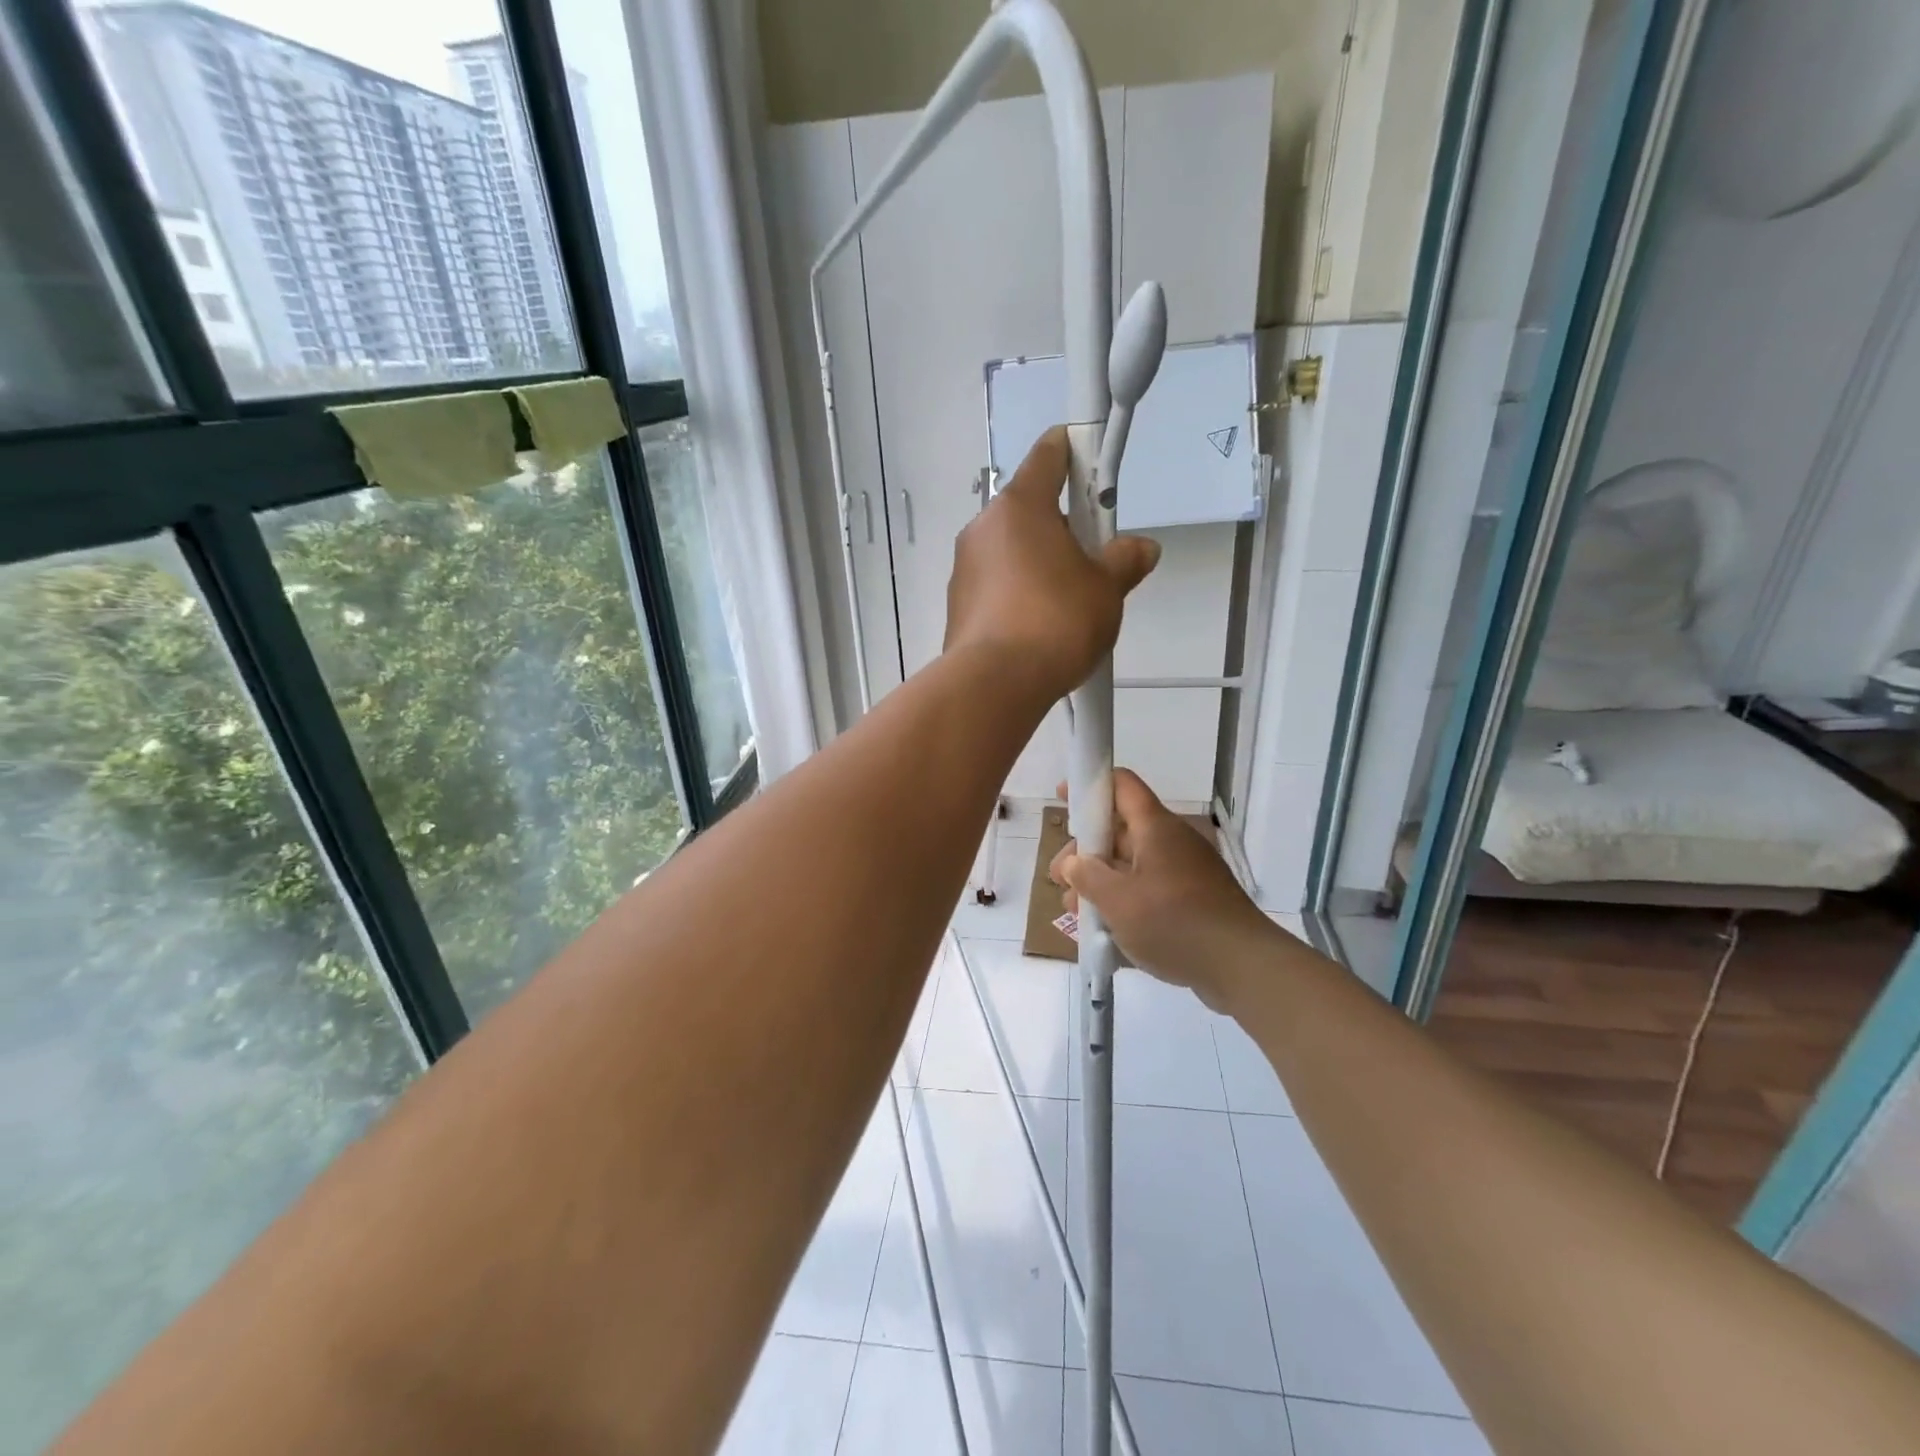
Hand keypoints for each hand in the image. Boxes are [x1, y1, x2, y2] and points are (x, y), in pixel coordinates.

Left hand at [944, 427, 1159, 699]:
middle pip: (1030, 509)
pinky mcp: (957, 604)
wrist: (996, 684)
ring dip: (1039, 562)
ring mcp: (964, 567)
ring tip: (1068, 603)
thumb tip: (1142, 549)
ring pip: (1011, 550)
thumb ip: (1124, 562)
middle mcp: (984, 527)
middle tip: (1093, 558)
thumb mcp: (1106, 590)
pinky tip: (1039, 626)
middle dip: (1063, 526)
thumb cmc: (1056, 621)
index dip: (1075, 450)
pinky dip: (1017, 592)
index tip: (1092, 459)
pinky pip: (996, 584)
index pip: (1048, 456)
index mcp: (1020, 506)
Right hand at [1049, 769, 1282, 1009]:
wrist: (1242, 967)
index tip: (1063, 798)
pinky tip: (1107, 932)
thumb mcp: (1118, 901)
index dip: (1090, 785)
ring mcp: (1184, 872)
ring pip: (1131, 866)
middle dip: (1085, 854)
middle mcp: (1171, 842)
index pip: (1121, 786)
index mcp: (1155, 828)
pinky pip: (1149, 890)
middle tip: (1061, 882)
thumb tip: (1073, 863)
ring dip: (1101, 884)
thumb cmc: (1174, 923)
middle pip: (1119, 832)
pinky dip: (1125, 903)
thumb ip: (1087, 876)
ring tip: (1078, 914)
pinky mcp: (1193, 900)